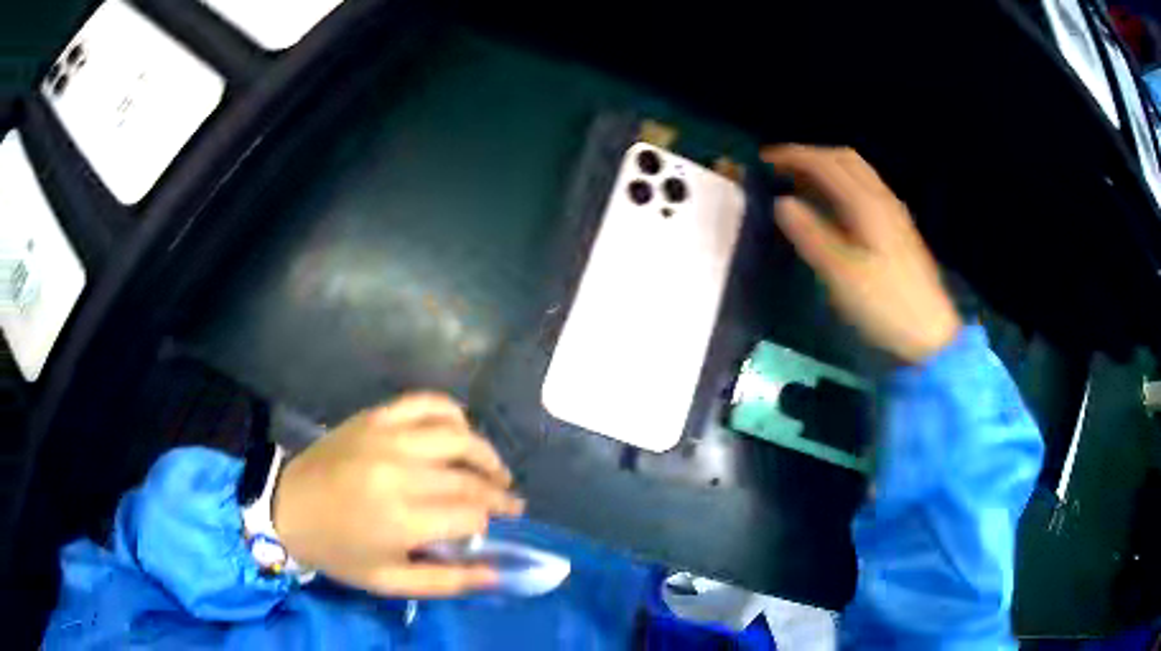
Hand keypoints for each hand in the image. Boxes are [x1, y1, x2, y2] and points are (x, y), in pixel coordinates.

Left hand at [272, 393, 523, 596]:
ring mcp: (387, 438)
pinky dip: (452, 412)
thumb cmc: (338, 550)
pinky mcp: (375, 417)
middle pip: (469, 477)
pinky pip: (426, 403)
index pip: (471, 514)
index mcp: (402, 519)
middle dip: (498, 491)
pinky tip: (460, 430)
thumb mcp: (389, 581)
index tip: (499, 524)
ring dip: (486, 453)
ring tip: (495, 469)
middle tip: (510, 501)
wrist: (286, 506)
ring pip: (458, 436)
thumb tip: (496, 574)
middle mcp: (400, 473)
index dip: (492, 520)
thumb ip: (446, 581)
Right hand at [762, 145, 961, 363]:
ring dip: (827, 169)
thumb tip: (782, 203)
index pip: (827, 163)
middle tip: (782, 168)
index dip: (794, 156)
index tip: (764, 160)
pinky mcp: (898, 230)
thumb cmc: (885, 305)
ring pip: (857, 174)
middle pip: (845, 159)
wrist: (930, 334)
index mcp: (867, 204)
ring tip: (801, 183)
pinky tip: (833, 206)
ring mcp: (893, 213)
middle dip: (811, 157)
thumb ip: (811, 234)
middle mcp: (882, 199)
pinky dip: (841, 185)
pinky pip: (865, 190)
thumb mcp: (842, 274)